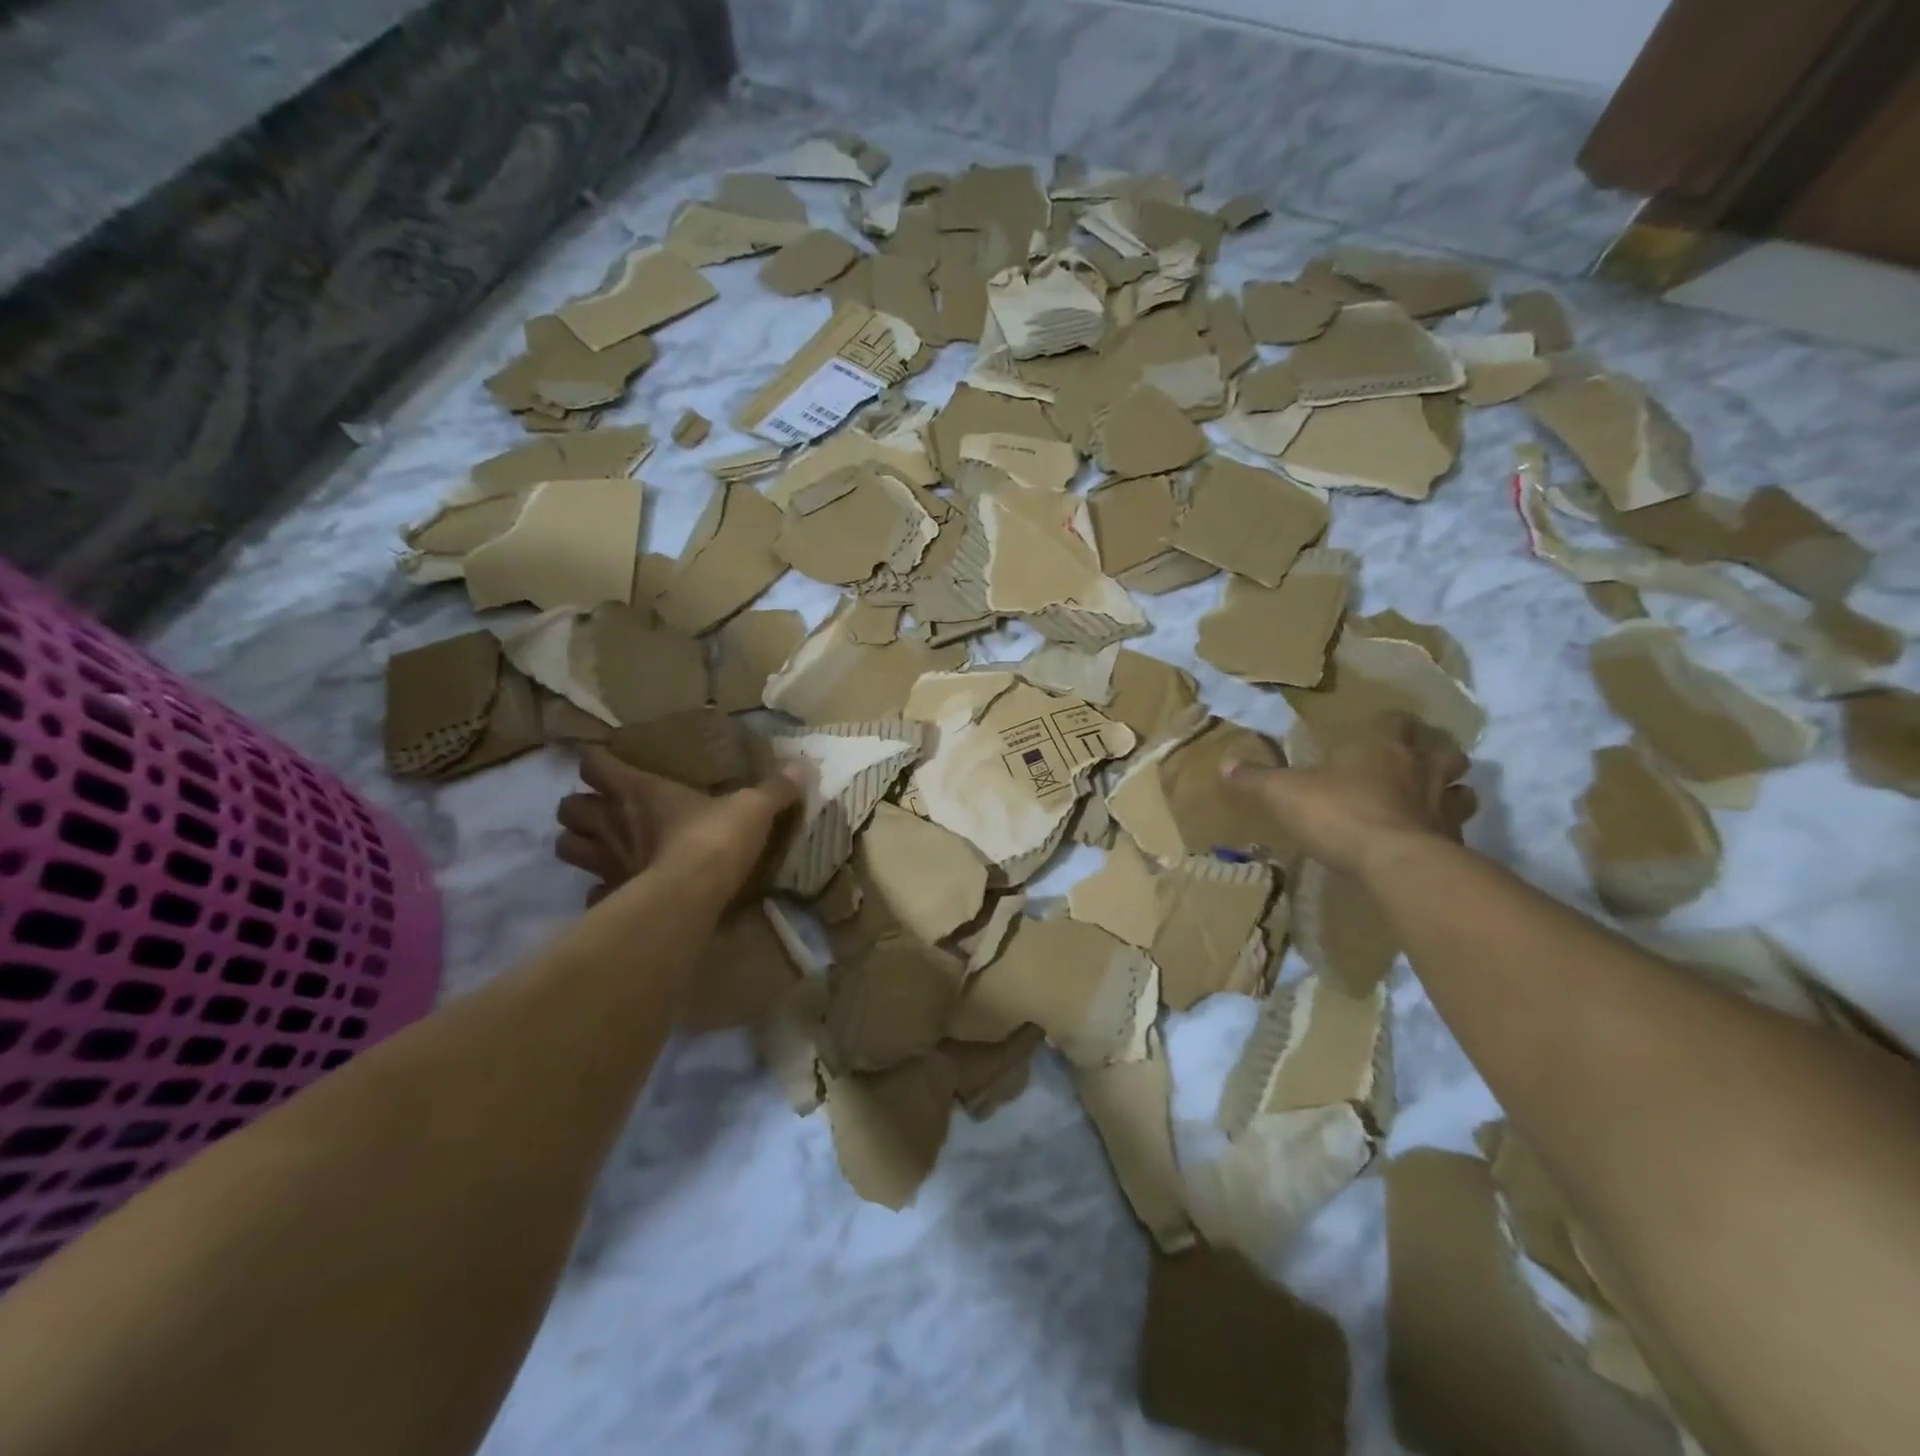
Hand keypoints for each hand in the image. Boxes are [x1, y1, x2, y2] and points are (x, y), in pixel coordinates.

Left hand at [555, 749, 803, 902]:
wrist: (693, 895)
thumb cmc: (715, 839)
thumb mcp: (753, 808)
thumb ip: (774, 788)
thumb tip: (804, 766)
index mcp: (638, 791)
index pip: (594, 765)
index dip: (597, 763)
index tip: (610, 766)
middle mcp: (612, 822)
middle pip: (567, 808)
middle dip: (580, 807)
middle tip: (604, 811)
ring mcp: (605, 862)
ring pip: (565, 847)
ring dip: (579, 844)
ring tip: (600, 846)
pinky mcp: (611, 897)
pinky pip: (592, 892)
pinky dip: (600, 890)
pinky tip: (619, 891)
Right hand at [1221, 711, 1476, 878]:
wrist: (1395, 862)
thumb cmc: (1337, 813)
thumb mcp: (1282, 794)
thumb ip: (1255, 779)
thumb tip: (1224, 764)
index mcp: (1379, 745)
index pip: (1395, 719)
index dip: (1389, 724)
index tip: (1378, 731)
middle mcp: (1419, 766)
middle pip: (1442, 748)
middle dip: (1431, 751)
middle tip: (1415, 761)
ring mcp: (1443, 803)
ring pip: (1462, 785)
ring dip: (1450, 787)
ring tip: (1432, 796)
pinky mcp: (1455, 840)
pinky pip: (1457, 827)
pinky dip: (1447, 828)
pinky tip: (1430, 838)